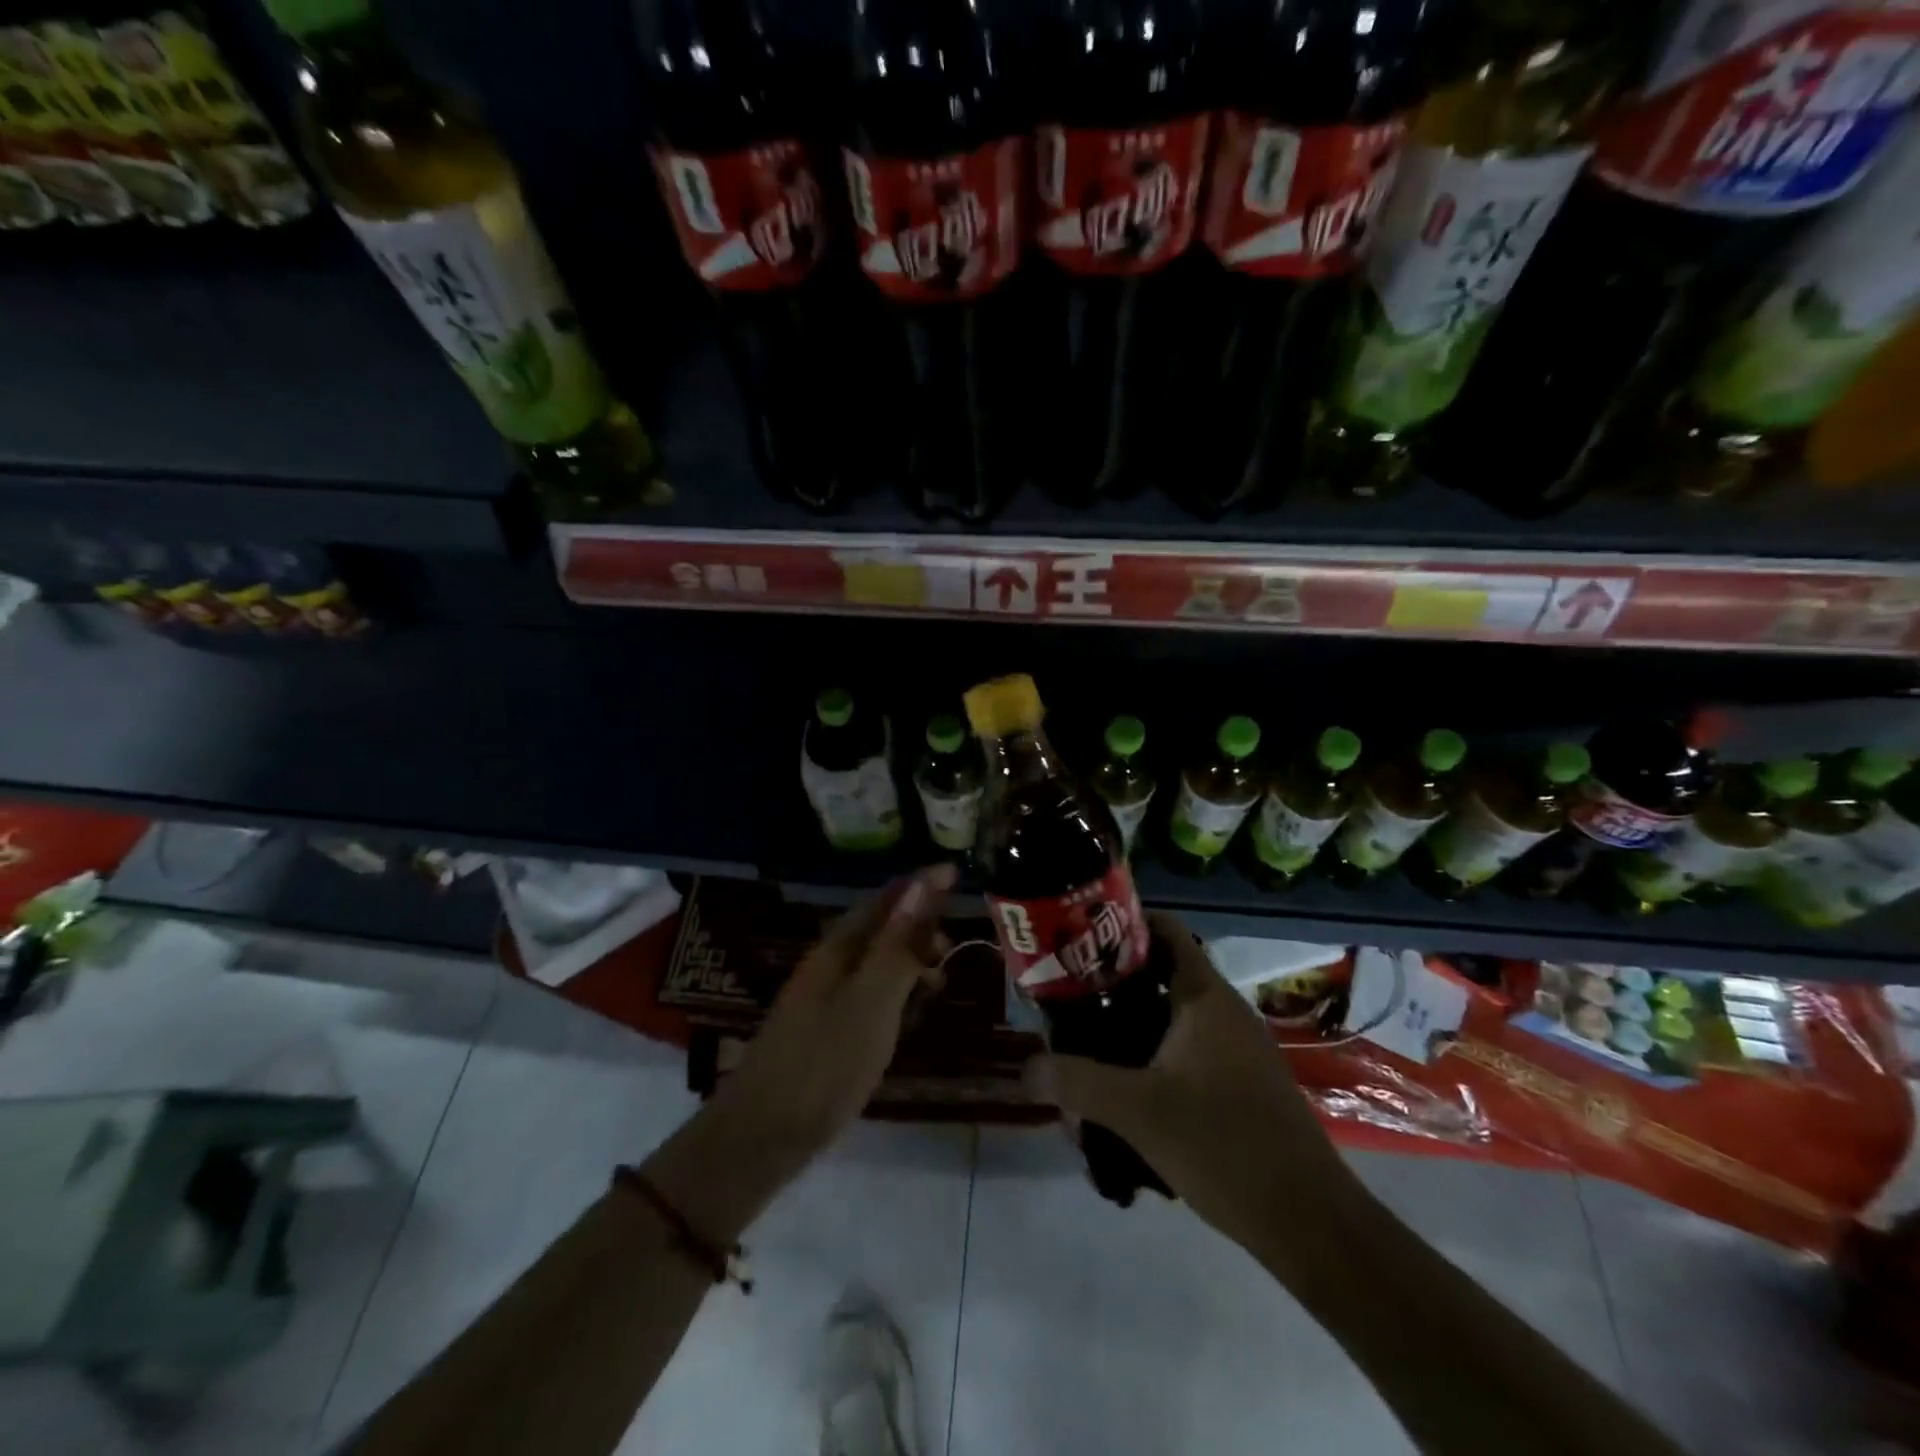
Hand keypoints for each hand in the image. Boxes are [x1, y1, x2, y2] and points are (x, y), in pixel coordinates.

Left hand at [643, 866, 955, 1241]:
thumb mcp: (871, 1002)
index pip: (884, 900)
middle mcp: (829, 965)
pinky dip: (897, 992)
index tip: (957, 873)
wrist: (761, 1137)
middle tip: (953, 943)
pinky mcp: (826, 1031)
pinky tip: (909, 1015)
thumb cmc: (824, 1064)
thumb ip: (898, 945)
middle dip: (919, 925)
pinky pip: (870, 993)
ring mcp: (824, 999)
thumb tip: (924, 884)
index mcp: (838, 949)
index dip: (920, 885)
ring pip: (876, 962)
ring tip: (940, 981)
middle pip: (879, 928)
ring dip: (910, 959)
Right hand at [1026, 912, 1360, 1264]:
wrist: (1310, 1222)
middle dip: (1111, 985)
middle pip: (1159, 975)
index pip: (1165, 930)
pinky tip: (1123, 1096)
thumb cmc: (1226, 1146)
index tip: (1078, 937)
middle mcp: (1222, 1011)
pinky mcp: (1239, 1083)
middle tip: (1066, 998)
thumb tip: (1025, 1068)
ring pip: (1170, 1019)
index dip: (1123, 923)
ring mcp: (1235, 1048)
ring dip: (1128, 1029)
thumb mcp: (1138, 1112)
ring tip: (1084, 1049)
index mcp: (1205, 997)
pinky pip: (1185, 1052)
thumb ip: (1077, 1083)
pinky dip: (1151, 1059)